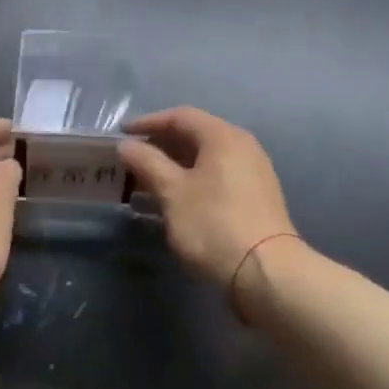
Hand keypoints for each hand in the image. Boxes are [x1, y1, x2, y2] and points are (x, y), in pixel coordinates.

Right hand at [118, 107, 295, 290]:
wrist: (266, 272)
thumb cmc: (213, 224)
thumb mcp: (172, 192)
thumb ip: (147, 163)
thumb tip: (127, 144)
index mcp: (223, 136)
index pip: (180, 117)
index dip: (148, 122)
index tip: (121, 134)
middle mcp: (242, 146)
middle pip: (195, 135)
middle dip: (160, 146)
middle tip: (131, 159)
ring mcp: (253, 171)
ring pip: (206, 158)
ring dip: (174, 166)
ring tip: (146, 182)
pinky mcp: (256, 196)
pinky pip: (217, 176)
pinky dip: (192, 180)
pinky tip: (174, 200)